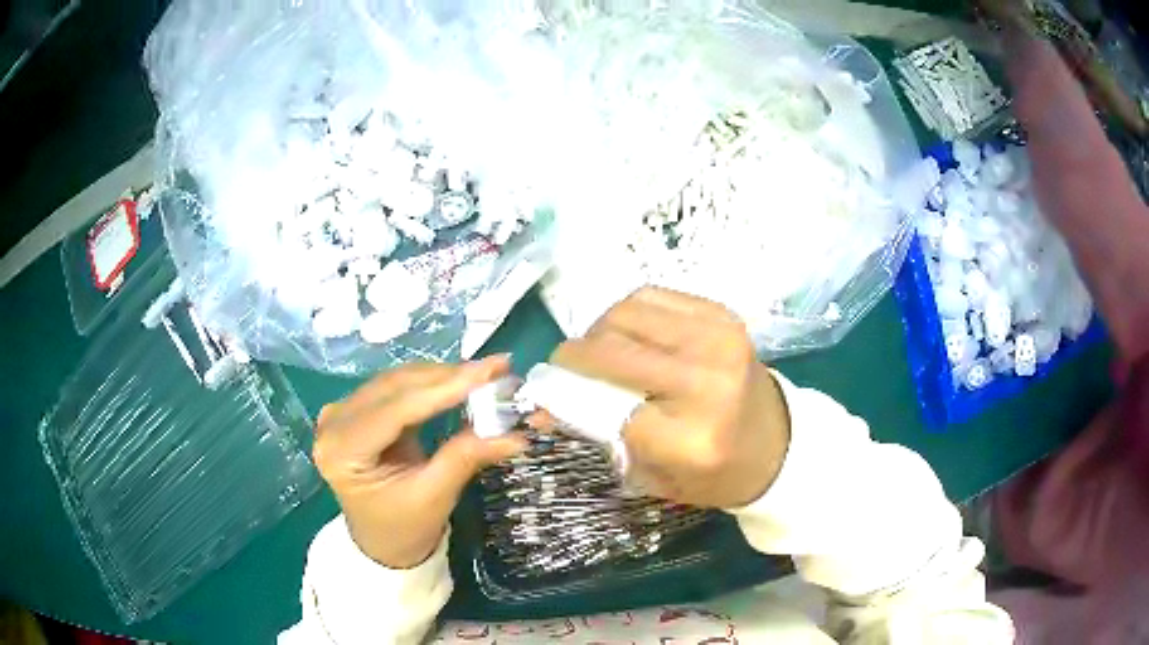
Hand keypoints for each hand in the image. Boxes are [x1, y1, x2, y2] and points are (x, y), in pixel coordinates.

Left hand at [313, 356, 526, 567]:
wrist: (382, 544)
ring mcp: (341, 413)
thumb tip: (514, 433)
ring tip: (484, 373)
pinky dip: (429, 385)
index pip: (396, 408)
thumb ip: (465, 457)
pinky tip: (458, 381)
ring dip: (441, 376)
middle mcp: (333, 423)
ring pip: (396, 381)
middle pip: (394, 387)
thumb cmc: (403, 529)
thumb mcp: (435, 497)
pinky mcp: (355, 411)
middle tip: (495, 368)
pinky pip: (395, 388)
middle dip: (447, 377)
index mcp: (341, 451)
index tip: (489, 371)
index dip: (444, 387)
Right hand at [549, 287, 789, 508]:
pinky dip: (627, 313)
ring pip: (625, 314)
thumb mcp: (652, 474)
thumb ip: (599, 437)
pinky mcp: (722, 315)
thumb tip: (542, 407)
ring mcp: (717, 340)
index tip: (548, 398)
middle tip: (564, 368)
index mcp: (692, 438)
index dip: (570, 399)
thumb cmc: (713, 472)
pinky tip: (629, 335)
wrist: (778, 443)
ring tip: (599, 351)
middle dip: (573, 358)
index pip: (608, 408)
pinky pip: (651, 296)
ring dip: (598, 331)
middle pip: (612, 353)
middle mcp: (707, 382)